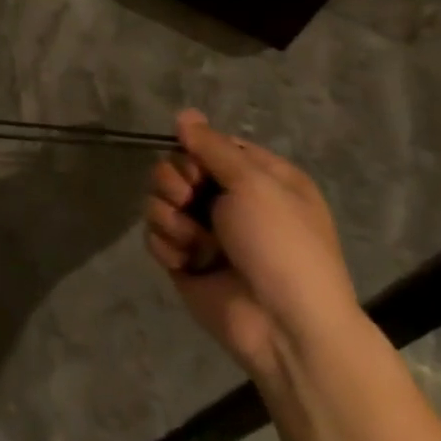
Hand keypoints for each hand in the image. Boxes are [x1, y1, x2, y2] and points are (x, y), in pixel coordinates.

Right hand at [144, 110, 364, 387]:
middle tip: (187, 199)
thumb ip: (213, 147)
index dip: (194, 151)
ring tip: (190, 239)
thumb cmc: (281, 246)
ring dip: (168, 216)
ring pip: (160, 200)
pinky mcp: (185, 259)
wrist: (284, 327)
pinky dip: (167, 245)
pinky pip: (156, 235)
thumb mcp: (254, 185)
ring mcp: (207, 232)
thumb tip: (185, 113)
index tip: (198, 167)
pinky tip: (186, 261)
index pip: (211, 145)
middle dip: (173, 182)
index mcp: (261, 179)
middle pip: (177, 169)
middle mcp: (233, 201)